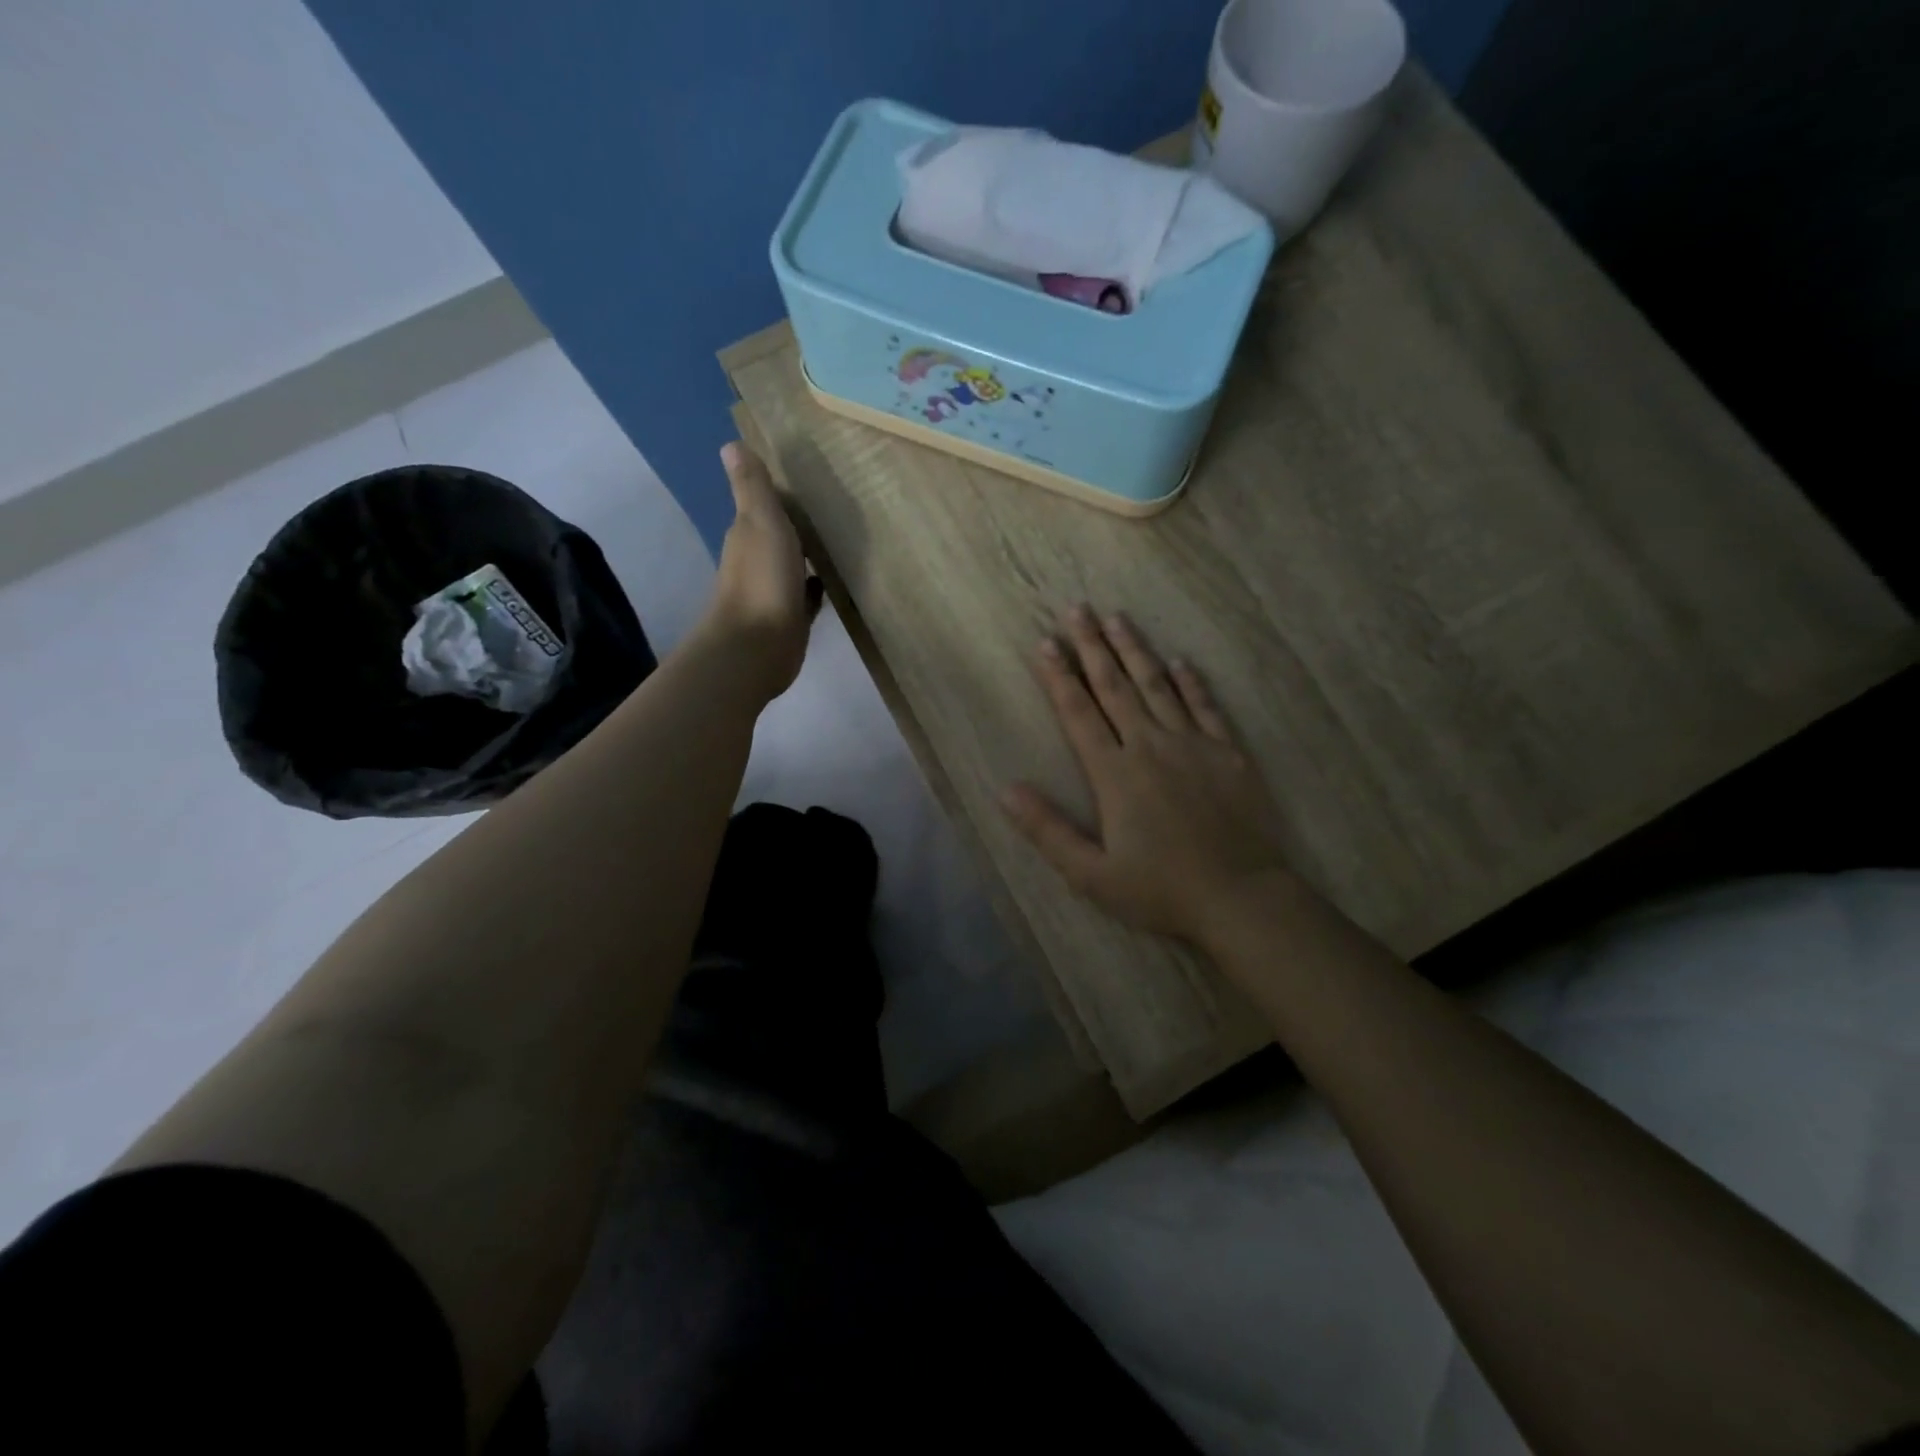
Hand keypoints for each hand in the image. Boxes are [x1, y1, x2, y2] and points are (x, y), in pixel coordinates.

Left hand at [702, 442, 821, 700]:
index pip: (766, 507)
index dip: (784, 497)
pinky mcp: (791, 619)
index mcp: (748, 534)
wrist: (758, 646)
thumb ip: (752, 488)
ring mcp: (774, 592)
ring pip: (795, 566)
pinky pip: (807, 596)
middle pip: (782, 536)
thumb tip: (730, 444)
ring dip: (812, 556)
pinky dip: (818, 587)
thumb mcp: (761, 522)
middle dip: (801, 525)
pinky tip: (838, 581)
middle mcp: (758, 561)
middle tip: (838, 509)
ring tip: (844, 541)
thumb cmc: (762, 580)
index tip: (813, 482)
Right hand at [1001, 606, 1294, 944]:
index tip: (1045, 643)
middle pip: (1115, 687)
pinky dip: (1191, 682)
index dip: (1059, 677)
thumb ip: (1048, 830)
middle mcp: (1150, 746)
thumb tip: (1007, 790)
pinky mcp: (1228, 753)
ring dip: (1135, 650)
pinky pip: (1205, 707)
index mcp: (1114, 774)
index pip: (1078, 713)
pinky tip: (1180, 661)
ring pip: (1157, 686)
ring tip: (1118, 618)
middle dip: (1092, 646)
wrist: (1241, 899)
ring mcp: (1193, 745)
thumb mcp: (1091, 874)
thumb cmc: (1160, 890)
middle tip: (1078, 609)